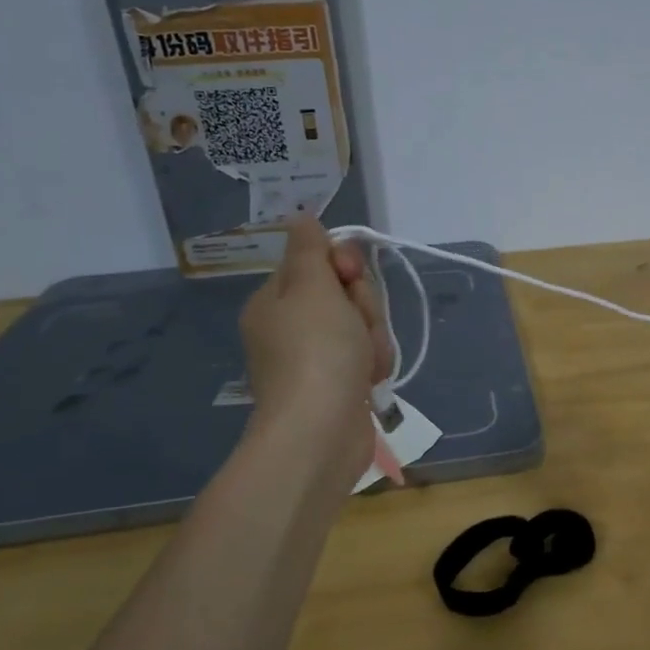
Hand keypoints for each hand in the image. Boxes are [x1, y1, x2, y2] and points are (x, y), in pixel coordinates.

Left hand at [238, 213, 392, 484]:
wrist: (321, 432)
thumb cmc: (316, 353)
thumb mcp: (312, 288)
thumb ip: (311, 250)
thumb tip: (301, 217)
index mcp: (276, 300)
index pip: (318, 262)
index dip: (343, 266)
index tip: (350, 277)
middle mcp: (291, 326)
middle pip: (345, 294)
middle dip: (364, 306)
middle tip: (358, 325)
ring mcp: (315, 358)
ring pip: (361, 325)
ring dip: (374, 337)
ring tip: (368, 361)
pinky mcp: (338, 384)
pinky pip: (365, 356)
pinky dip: (373, 364)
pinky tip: (370, 379)